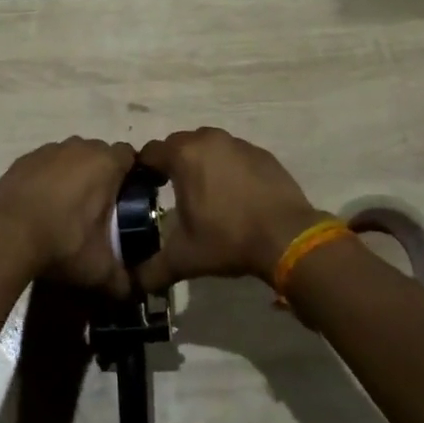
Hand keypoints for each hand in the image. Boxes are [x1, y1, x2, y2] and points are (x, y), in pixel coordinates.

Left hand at [0, 137, 134, 295]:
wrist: (5, 236)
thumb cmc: (63, 243)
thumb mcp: (99, 268)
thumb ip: (121, 279)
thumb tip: (130, 291)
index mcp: (106, 163)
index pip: (130, 155)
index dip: (131, 174)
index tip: (127, 197)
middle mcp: (79, 147)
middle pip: (99, 153)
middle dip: (102, 174)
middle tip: (99, 207)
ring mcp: (48, 150)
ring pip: (70, 157)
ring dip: (73, 175)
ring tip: (66, 208)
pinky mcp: (23, 160)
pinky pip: (44, 165)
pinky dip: (46, 179)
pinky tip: (40, 205)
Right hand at [133, 127, 329, 291]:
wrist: (287, 236)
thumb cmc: (228, 239)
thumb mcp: (184, 258)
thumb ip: (152, 270)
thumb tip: (136, 283)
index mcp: (184, 155)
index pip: (150, 152)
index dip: (143, 169)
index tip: (145, 189)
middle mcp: (209, 139)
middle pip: (179, 144)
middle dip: (173, 163)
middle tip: (173, 192)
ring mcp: (238, 144)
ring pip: (208, 146)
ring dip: (201, 162)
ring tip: (205, 192)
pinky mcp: (261, 153)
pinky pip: (234, 154)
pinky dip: (229, 167)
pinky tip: (235, 194)